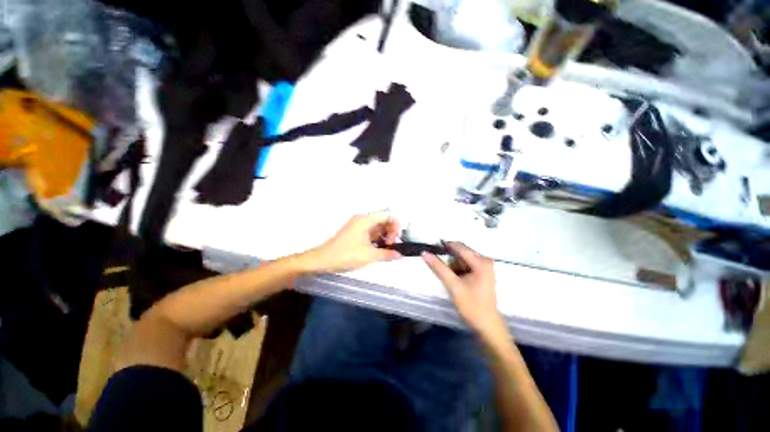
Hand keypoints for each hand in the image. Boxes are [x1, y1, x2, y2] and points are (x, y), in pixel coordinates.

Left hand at [308, 211, 401, 272]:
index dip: (396, 225)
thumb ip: (387, 254)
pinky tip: (379, 250)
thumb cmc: (345, 255)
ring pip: (377, 227)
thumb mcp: (369, 256)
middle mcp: (362, 219)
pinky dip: (377, 239)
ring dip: (384, 236)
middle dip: (391, 232)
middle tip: (392, 246)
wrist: (322, 260)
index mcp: (365, 220)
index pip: (387, 215)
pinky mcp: (355, 233)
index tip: (397, 239)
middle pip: (383, 220)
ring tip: (386, 250)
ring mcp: (358, 226)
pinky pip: (370, 232)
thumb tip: (400, 255)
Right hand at [422, 242, 504, 335]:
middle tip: (443, 271)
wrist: (487, 326)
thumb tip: (425, 253)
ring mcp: (485, 267)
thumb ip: (439, 268)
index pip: (459, 246)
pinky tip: (457, 281)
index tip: (432, 248)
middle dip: (450, 260)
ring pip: (463, 259)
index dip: (445, 245)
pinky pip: (467, 265)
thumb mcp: (453, 286)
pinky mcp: (483, 273)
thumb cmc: (471, 306)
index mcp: (481, 262)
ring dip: (454, 266)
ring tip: (452, 281)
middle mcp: (485, 260)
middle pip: (462, 253)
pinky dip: (459, 270)